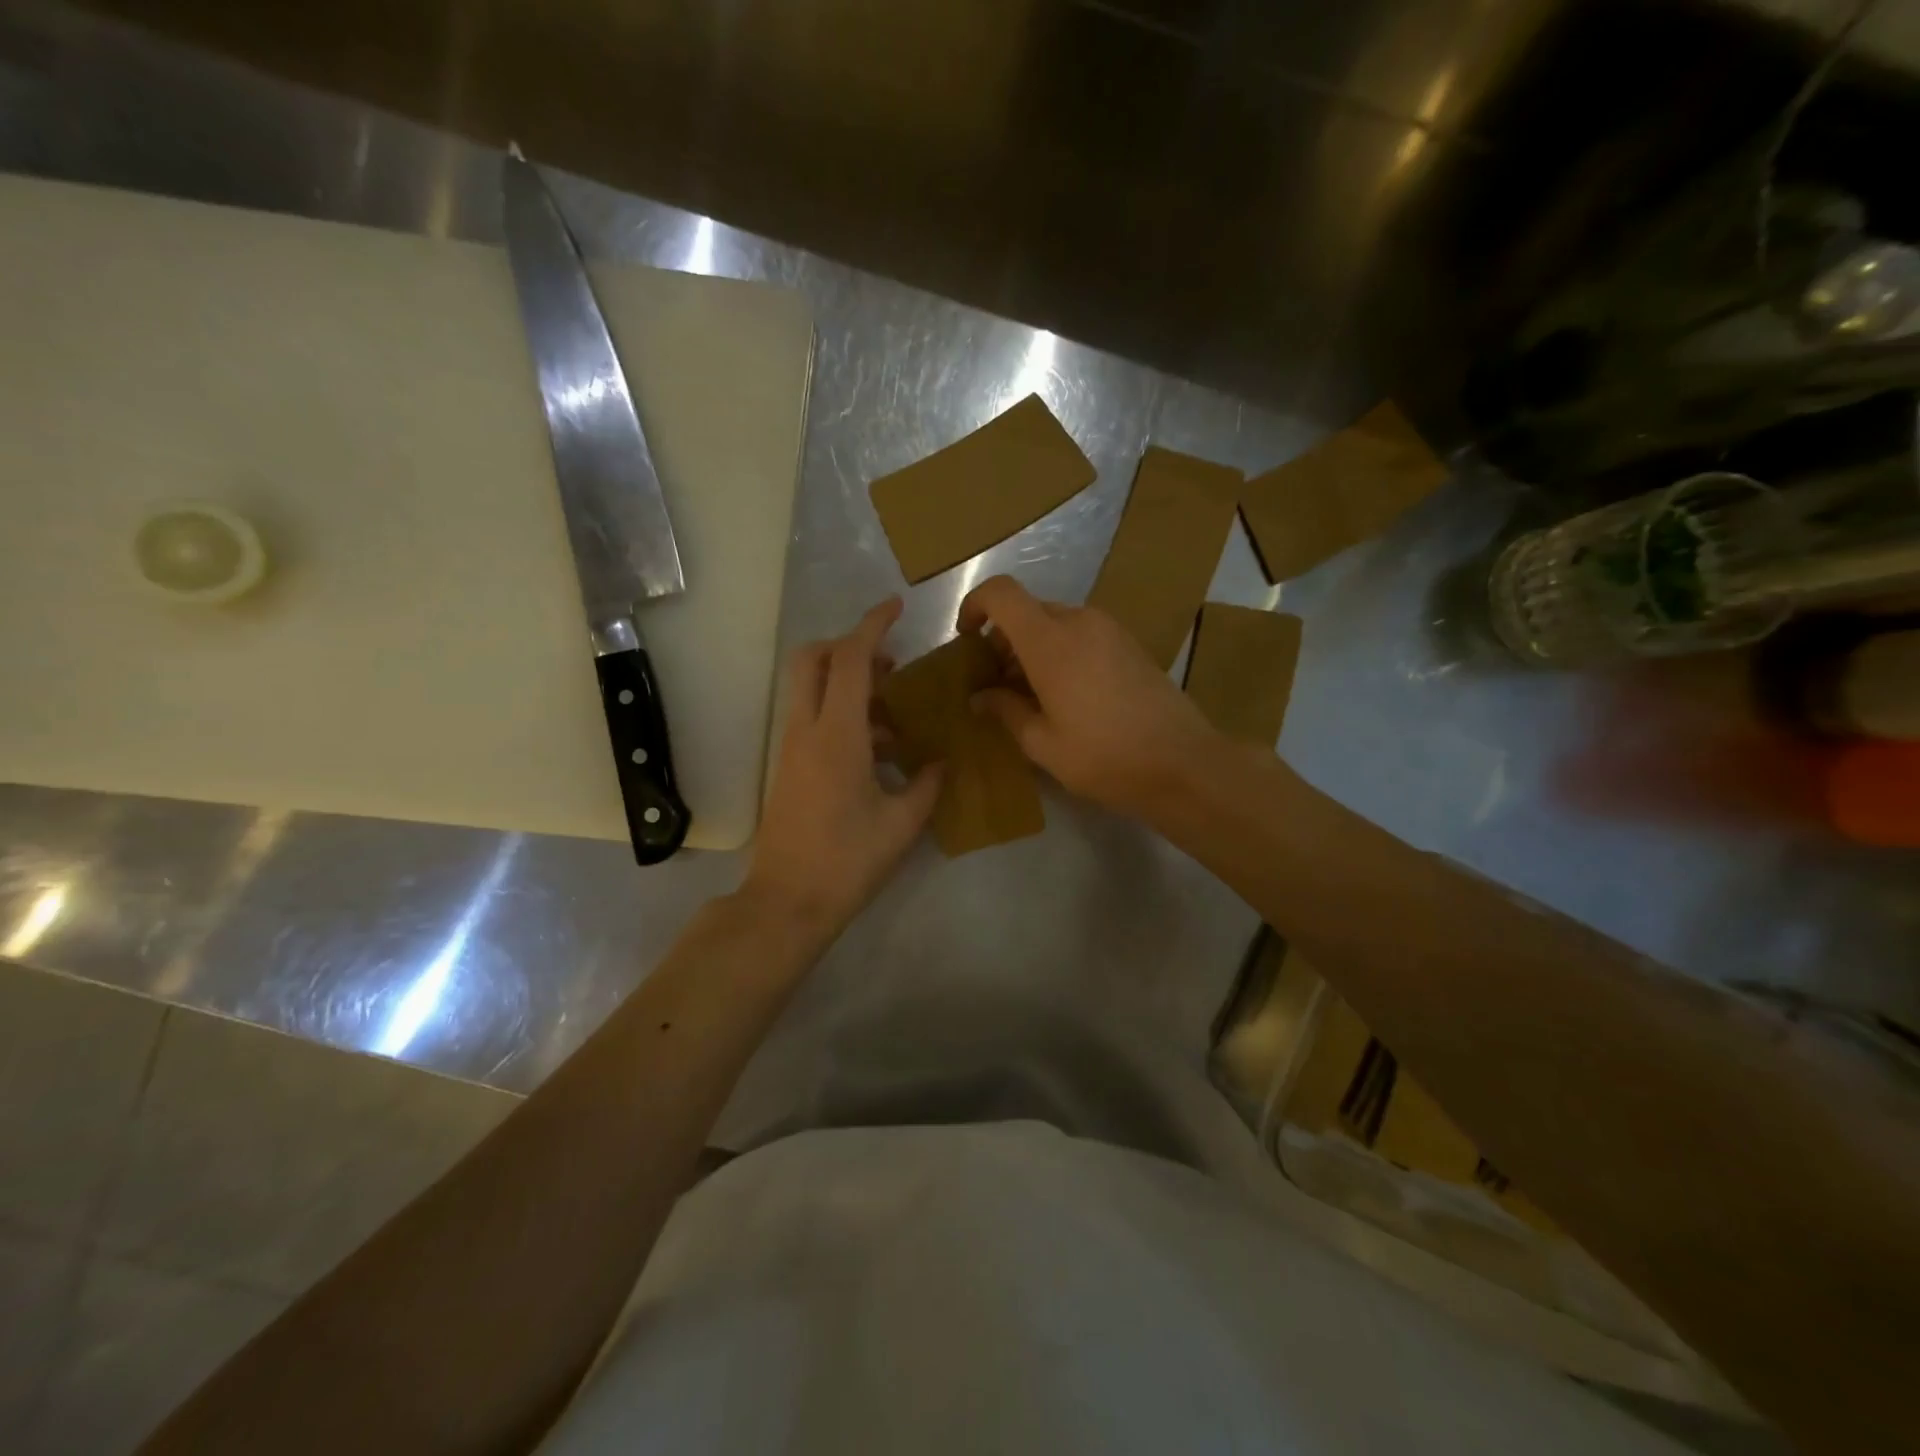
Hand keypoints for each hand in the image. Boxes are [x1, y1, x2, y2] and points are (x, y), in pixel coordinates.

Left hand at [745, 598, 941, 938]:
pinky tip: (878, 748)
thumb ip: (927, 784)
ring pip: (810, 687)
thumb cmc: (847, 861)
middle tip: (889, 665)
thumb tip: (941, 761)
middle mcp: (806, 730)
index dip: (872, 625)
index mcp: (837, 735)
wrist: (787, 901)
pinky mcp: (789, 766)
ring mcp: (792, 747)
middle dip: (848, 646)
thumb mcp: (901, 824)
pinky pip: (812, 717)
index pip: (849, 659)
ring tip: (894, 712)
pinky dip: (841, 712)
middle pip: (813, 658)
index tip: (896, 607)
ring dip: (848, 682)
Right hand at [958, 575, 1220, 820]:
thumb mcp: (1043, 743)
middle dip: (1003, 639)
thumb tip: (980, 697)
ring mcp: (1110, 630)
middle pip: (1027, 610)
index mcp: (1051, 641)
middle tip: (996, 683)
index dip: (975, 605)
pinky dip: (1060, 652)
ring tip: (1029, 695)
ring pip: (1055, 623)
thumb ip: (1005, 711)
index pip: (1002, 594)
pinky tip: (1065, 695)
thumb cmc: (1104, 757)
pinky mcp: (1129, 644)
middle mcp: (1080, 622)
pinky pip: (1081, 634)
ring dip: (1032, 648)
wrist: (1183, 764)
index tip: (966, 638)